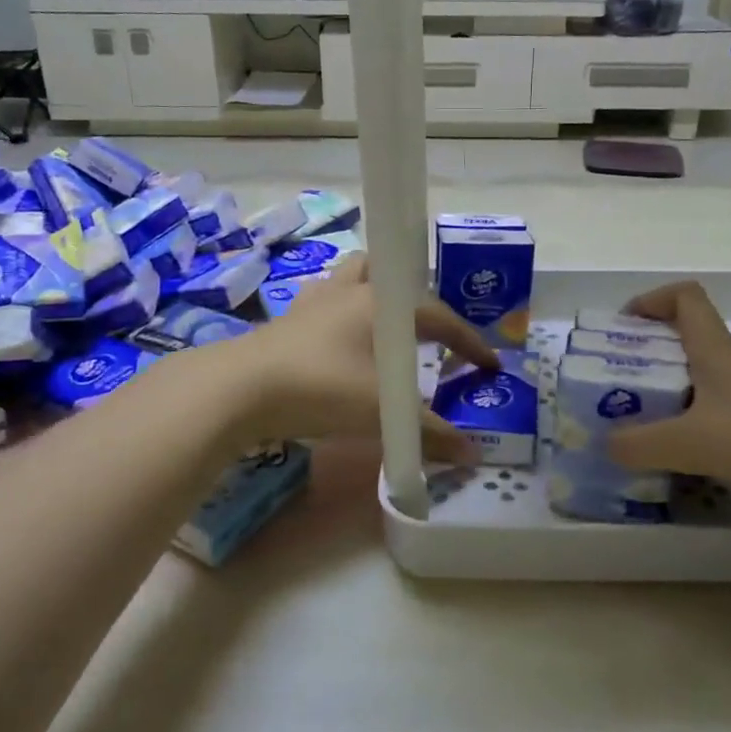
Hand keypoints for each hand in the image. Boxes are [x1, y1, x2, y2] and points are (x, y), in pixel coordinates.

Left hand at [221, 255, 500, 463]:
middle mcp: (352, 291)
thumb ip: (428, 433)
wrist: (240, 389)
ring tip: (386, 329)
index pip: (440, 317)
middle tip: (432, 337)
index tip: (490, 366)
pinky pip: (325, 304)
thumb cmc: (321, 388)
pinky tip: (341, 344)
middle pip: (393, 277)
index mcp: (381, 303)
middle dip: (418, 303)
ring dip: (375, 296)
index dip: (469, 342)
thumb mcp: (381, 414)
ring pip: (354, 278)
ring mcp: (316, 301)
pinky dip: (341, 317)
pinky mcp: (289, 319)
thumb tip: (471, 454)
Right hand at [604, 283, 730, 583]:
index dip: (653, 301)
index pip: (686, 300)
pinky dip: (693, 440)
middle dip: (646, 362)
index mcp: (718, 352)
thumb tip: (605, 445)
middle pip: (686, 347)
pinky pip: (719, 430)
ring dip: (667, 405)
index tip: (621, 327)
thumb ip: (641, 442)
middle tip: (612, 392)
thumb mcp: (695, 440)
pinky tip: (678, 467)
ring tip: (635, 434)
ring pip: (701, 392)